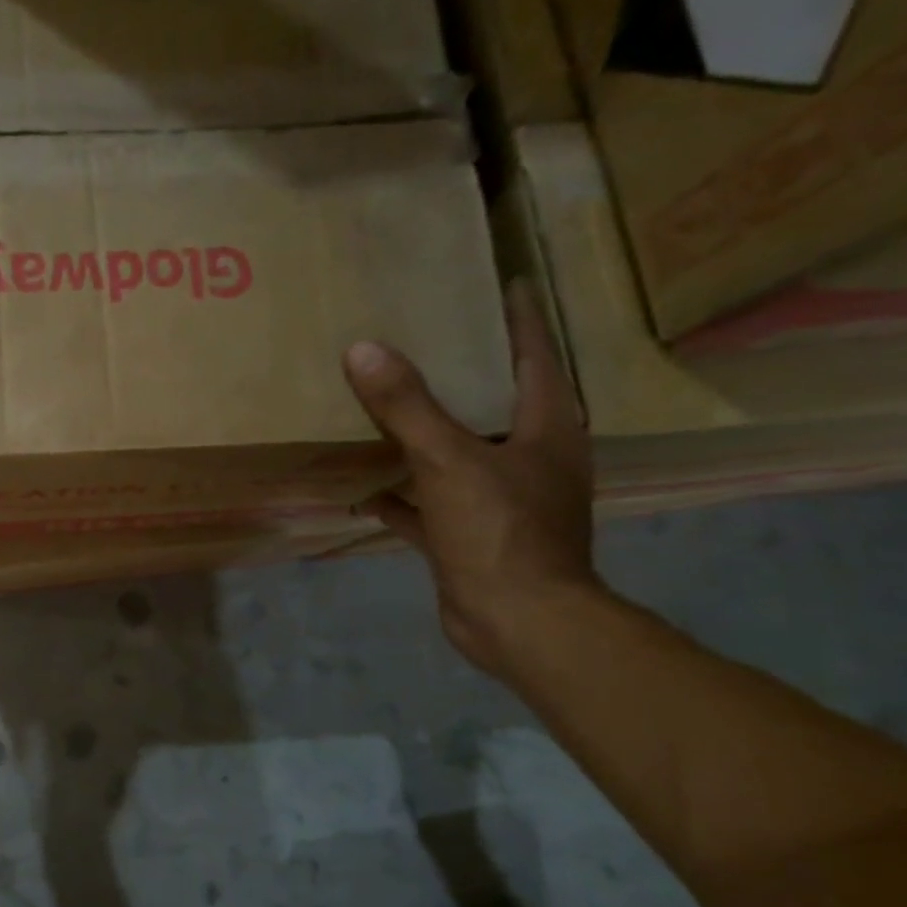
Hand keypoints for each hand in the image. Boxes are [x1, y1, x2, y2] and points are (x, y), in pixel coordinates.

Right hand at [344, 279, 596, 677]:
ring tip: (385, 399)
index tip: (501, 283)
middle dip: (463, 371)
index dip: (519, 318)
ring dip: (425, 431)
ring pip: (457, 452)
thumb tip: (363, 349)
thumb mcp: (449, 460)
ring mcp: (498, 500)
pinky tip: (362, 484)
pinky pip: (427, 502)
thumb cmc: (501, 532)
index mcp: (545, 430)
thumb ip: (407, 406)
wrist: (518, 623)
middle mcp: (528, 459)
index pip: (535, 356)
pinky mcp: (468, 535)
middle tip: (422, 336)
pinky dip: (399, 492)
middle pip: (495, 402)